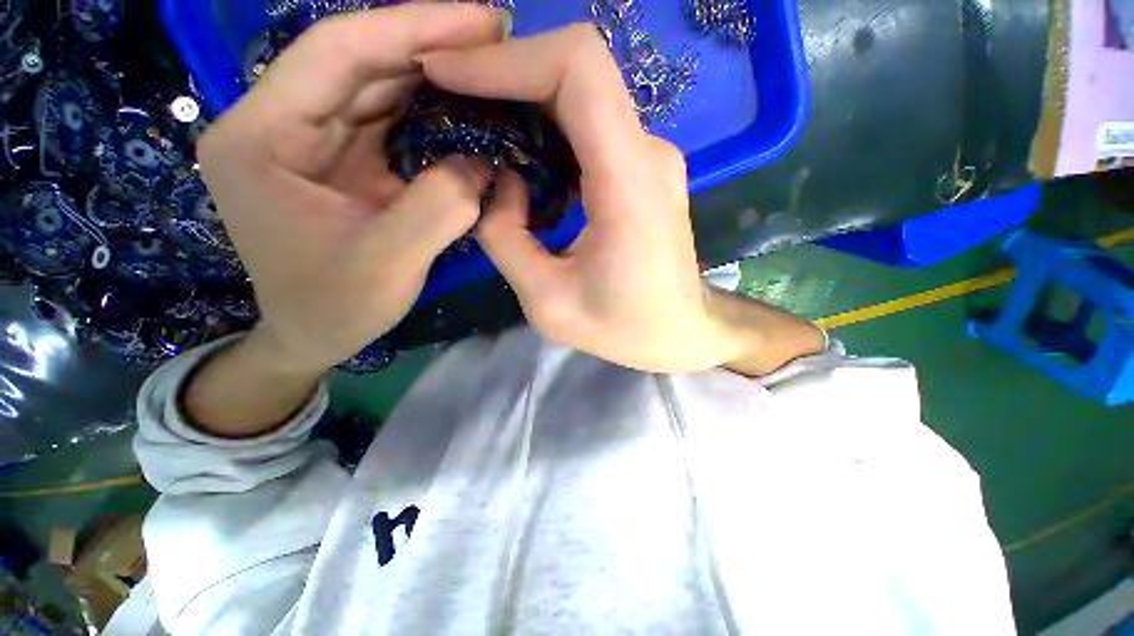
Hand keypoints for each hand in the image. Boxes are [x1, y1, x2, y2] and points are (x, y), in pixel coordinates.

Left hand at [196, 4, 506, 374]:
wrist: (313, 334)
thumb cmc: (335, 307)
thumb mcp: (390, 262)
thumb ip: (439, 207)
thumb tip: (481, 165)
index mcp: (261, 138)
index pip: (338, 52)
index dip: (412, 26)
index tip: (481, 19)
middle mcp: (277, 123)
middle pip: (357, 60)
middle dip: (428, 42)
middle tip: (495, 36)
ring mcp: (308, 140)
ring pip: (372, 84)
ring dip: (430, 72)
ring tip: (484, 62)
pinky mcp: (337, 159)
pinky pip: (383, 118)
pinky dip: (425, 108)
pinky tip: (459, 104)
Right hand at [423, 25, 820, 372]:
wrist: (681, 331)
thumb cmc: (624, 328)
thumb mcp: (548, 302)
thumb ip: (506, 238)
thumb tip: (495, 182)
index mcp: (629, 184)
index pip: (578, 70)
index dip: (508, 58)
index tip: (448, 72)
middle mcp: (647, 152)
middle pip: (577, 72)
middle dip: (505, 74)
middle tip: (449, 98)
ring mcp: (650, 157)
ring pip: (581, 97)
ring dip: (523, 101)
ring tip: (475, 125)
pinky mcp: (643, 170)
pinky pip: (590, 127)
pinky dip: (546, 128)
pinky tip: (519, 155)